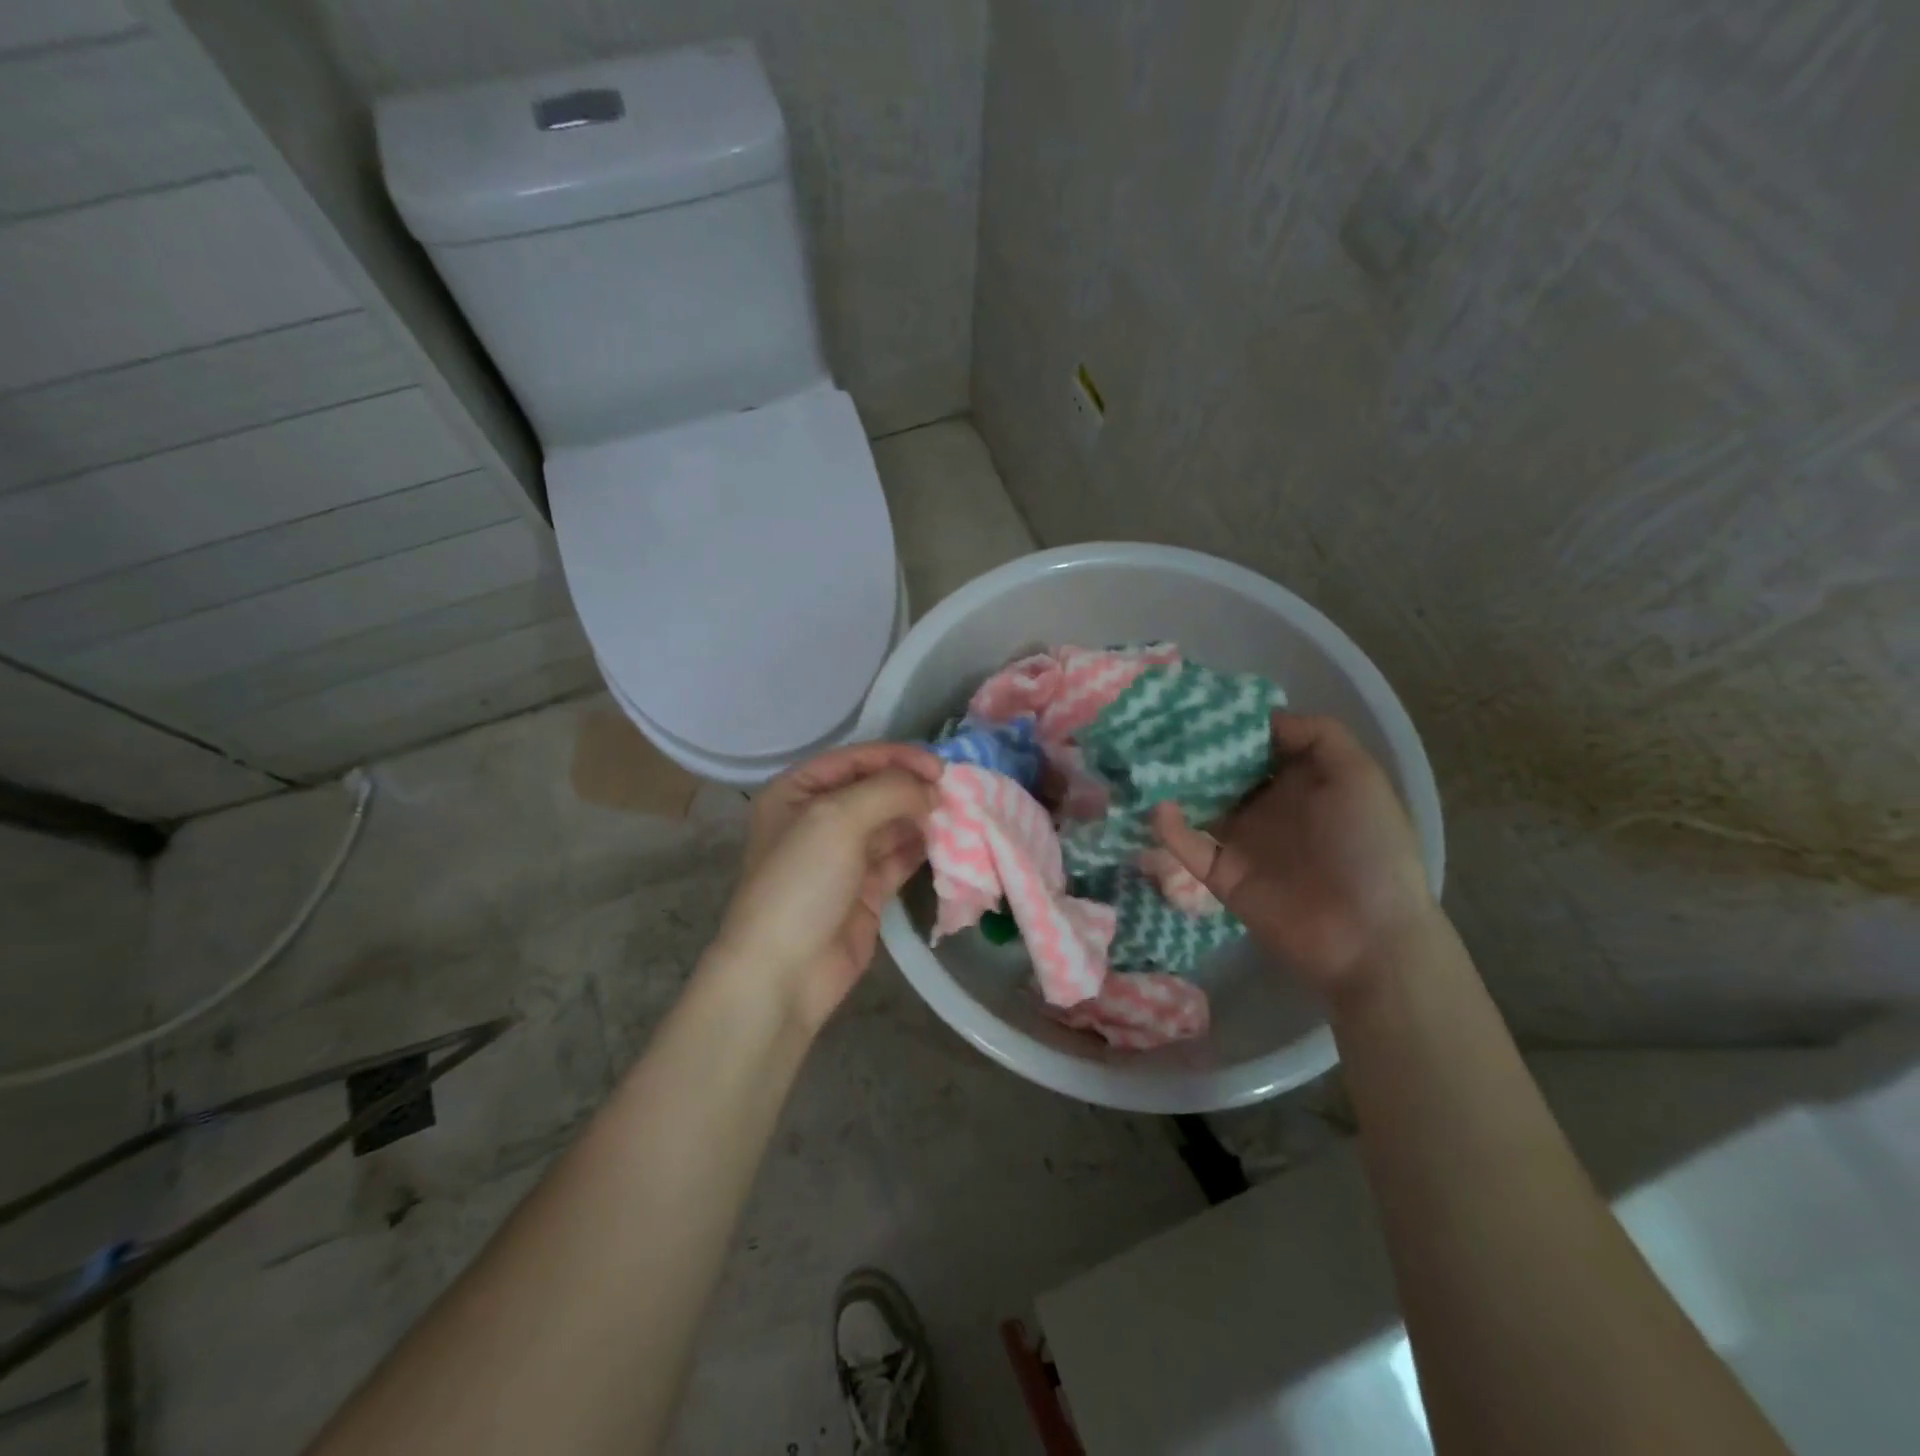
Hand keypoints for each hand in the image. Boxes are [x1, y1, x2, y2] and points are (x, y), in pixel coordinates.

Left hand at [709, 742, 942, 1031]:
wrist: (783, 972)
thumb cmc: (801, 881)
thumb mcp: (838, 819)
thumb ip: (889, 790)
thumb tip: (932, 788)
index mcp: (798, 791)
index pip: (855, 759)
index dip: (898, 757)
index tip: (941, 767)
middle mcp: (819, 818)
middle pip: (876, 790)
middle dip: (914, 788)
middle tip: (957, 792)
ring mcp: (843, 856)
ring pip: (892, 824)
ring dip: (923, 818)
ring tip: (961, 815)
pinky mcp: (865, 890)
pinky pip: (899, 858)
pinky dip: (923, 848)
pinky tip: (951, 843)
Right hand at [1151, 712, 1434, 997]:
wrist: (1366, 935)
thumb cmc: (1367, 847)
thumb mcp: (1358, 776)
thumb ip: (1317, 735)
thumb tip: (1262, 717)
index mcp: (1301, 781)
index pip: (1257, 743)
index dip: (1231, 724)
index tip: (1195, 701)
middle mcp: (1268, 805)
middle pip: (1222, 770)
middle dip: (1193, 749)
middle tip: (1155, 725)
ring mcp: (1241, 840)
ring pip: (1198, 804)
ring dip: (1174, 784)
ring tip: (1143, 759)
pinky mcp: (1220, 874)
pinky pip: (1188, 846)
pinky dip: (1169, 828)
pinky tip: (1158, 808)